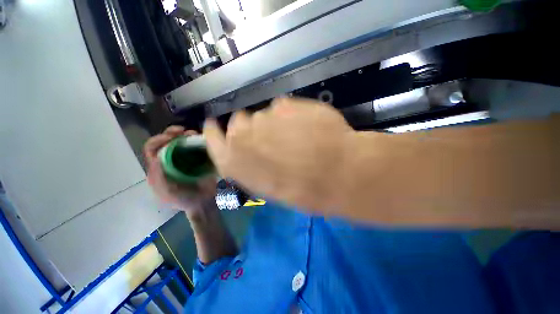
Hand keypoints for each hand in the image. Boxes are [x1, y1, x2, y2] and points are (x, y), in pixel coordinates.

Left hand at [144, 126, 216, 216]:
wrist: (204, 202)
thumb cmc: (185, 200)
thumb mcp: (168, 193)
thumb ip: (159, 178)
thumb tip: (156, 158)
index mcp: (159, 168)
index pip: (152, 149)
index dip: (158, 140)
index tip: (171, 136)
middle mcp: (170, 160)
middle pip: (167, 142)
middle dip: (172, 133)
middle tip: (183, 131)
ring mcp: (185, 159)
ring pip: (182, 142)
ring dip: (186, 136)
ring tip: (194, 134)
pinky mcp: (198, 159)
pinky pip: (196, 147)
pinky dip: (199, 141)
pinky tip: (203, 140)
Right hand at [203, 97, 353, 213]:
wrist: (336, 174)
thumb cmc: (302, 192)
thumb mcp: (269, 187)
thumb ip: (253, 166)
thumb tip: (254, 151)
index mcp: (234, 161)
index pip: (212, 138)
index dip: (214, 132)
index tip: (214, 126)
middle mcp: (242, 136)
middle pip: (238, 122)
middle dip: (251, 128)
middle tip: (270, 138)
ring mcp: (263, 117)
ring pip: (262, 115)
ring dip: (273, 123)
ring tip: (295, 136)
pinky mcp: (286, 105)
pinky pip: (282, 107)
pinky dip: (290, 115)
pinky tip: (306, 127)